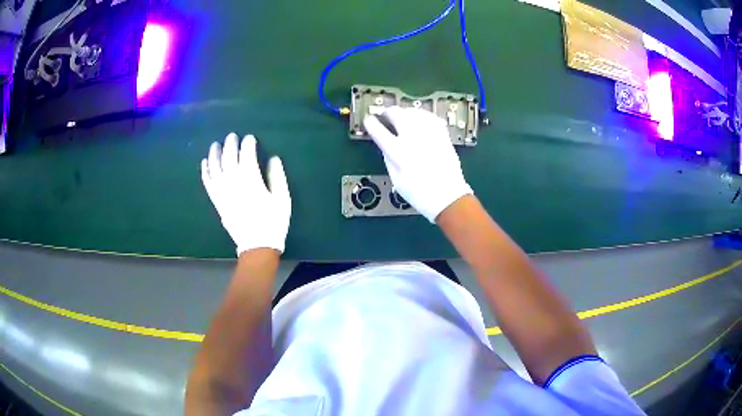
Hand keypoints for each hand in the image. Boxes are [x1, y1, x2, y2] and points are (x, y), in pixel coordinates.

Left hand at [201, 133, 290, 254]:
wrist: (257, 246)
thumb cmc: (273, 222)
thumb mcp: (282, 199)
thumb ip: (277, 177)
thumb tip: (273, 159)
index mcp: (251, 181)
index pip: (247, 155)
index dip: (248, 144)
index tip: (250, 138)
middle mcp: (234, 183)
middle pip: (229, 158)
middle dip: (230, 145)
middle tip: (232, 136)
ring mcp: (223, 192)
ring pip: (215, 168)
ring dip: (215, 154)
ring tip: (215, 144)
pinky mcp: (217, 201)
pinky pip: (208, 183)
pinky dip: (206, 171)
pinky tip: (205, 162)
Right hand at [363, 106, 472, 222]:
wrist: (448, 197)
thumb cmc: (419, 193)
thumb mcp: (396, 179)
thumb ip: (388, 158)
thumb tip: (385, 144)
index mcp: (398, 152)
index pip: (378, 130)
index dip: (370, 123)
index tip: (369, 121)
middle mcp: (412, 139)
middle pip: (397, 114)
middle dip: (388, 112)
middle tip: (385, 115)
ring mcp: (429, 135)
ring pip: (414, 112)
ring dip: (405, 111)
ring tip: (402, 115)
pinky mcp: (442, 135)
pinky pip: (431, 117)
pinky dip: (422, 115)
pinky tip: (420, 119)